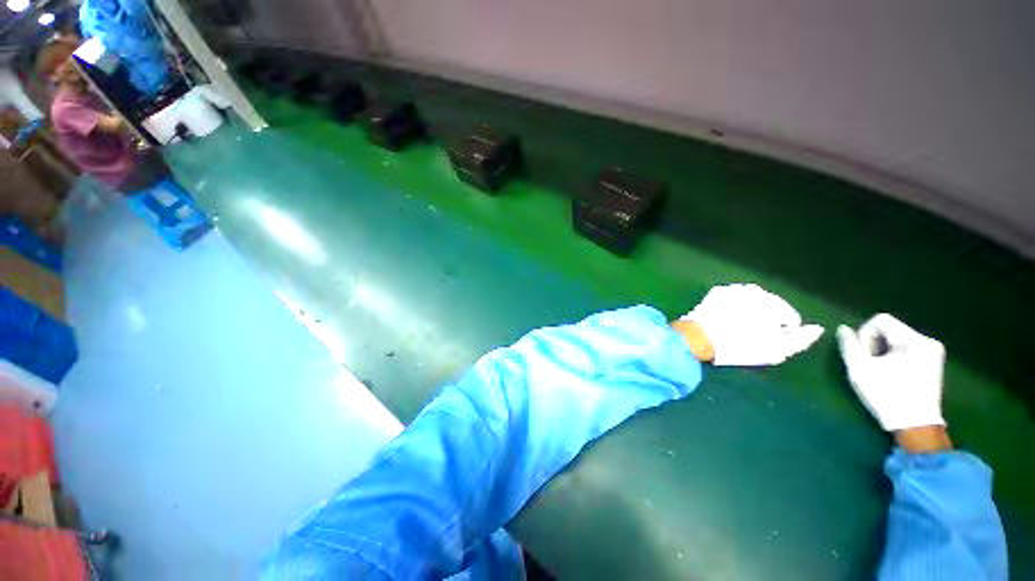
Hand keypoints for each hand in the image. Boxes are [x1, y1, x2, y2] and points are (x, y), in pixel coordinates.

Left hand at [680, 284, 823, 365]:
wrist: (698, 337)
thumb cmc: (740, 346)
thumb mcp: (776, 351)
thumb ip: (801, 339)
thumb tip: (818, 329)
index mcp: (773, 302)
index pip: (789, 318)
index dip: (781, 334)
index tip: (765, 343)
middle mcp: (755, 289)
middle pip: (770, 308)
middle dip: (766, 321)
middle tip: (750, 337)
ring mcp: (734, 288)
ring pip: (752, 302)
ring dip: (750, 312)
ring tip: (737, 329)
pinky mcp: (717, 291)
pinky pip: (734, 300)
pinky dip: (734, 308)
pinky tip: (725, 320)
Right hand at [836, 314, 945, 431]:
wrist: (915, 426)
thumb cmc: (886, 395)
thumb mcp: (860, 369)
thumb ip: (849, 345)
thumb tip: (843, 329)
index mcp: (913, 340)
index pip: (880, 320)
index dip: (865, 335)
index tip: (865, 356)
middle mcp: (928, 341)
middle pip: (890, 329)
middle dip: (875, 344)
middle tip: (871, 365)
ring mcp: (934, 352)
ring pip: (897, 339)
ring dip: (884, 351)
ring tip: (881, 370)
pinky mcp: (933, 362)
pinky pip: (907, 348)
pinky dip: (895, 356)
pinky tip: (893, 373)